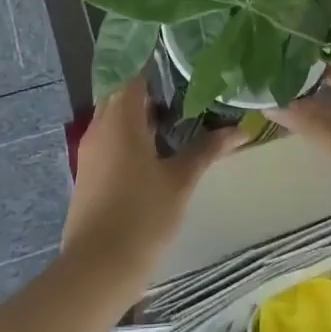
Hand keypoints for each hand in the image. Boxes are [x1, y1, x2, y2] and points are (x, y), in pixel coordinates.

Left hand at [61, 79, 239, 292]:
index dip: (158, 65)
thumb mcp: (180, 182)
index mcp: (121, 118)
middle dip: (153, 90)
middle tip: (188, 90)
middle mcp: (100, 125)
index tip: (185, 62)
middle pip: (124, 92)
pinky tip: (155, 149)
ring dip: (141, 114)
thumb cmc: (142, 217)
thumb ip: (207, 150)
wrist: (96, 270)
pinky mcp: (88, 171)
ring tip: (177, 117)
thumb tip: (242, 129)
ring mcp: (90, 150)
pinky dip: (130, 134)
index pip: (135, 73)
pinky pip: (109, 137)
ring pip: (115, 116)